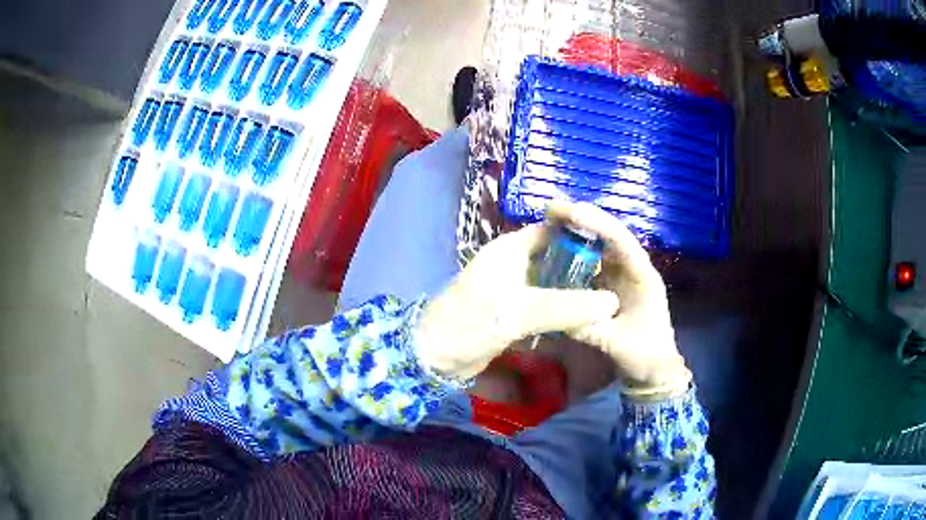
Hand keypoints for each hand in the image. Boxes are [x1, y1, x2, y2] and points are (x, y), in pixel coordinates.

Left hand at [415, 224, 619, 380]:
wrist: (433, 357)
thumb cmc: (469, 324)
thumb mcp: (518, 313)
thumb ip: (565, 307)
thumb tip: (612, 302)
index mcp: (511, 249)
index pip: (554, 230)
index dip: (583, 235)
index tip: (614, 249)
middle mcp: (514, 263)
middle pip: (557, 257)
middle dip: (585, 267)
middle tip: (618, 278)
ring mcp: (514, 289)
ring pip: (554, 282)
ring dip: (576, 290)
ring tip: (610, 298)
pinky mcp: (514, 313)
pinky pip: (546, 304)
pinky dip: (564, 309)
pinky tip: (586, 318)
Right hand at [547, 201, 691, 398]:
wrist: (654, 368)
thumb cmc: (643, 355)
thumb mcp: (616, 344)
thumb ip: (589, 328)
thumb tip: (555, 312)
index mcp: (643, 276)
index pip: (621, 241)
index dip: (597, 223)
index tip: (570, 212)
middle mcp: (633, 268)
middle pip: (609, 234)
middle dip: (583, 218)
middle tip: (552, 208)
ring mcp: (622, 274)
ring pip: (600, 245)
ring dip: (577, 231)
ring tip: (550, 220)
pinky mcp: (611, 283)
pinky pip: (592, 262)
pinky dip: (575, 252)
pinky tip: (555, 248)